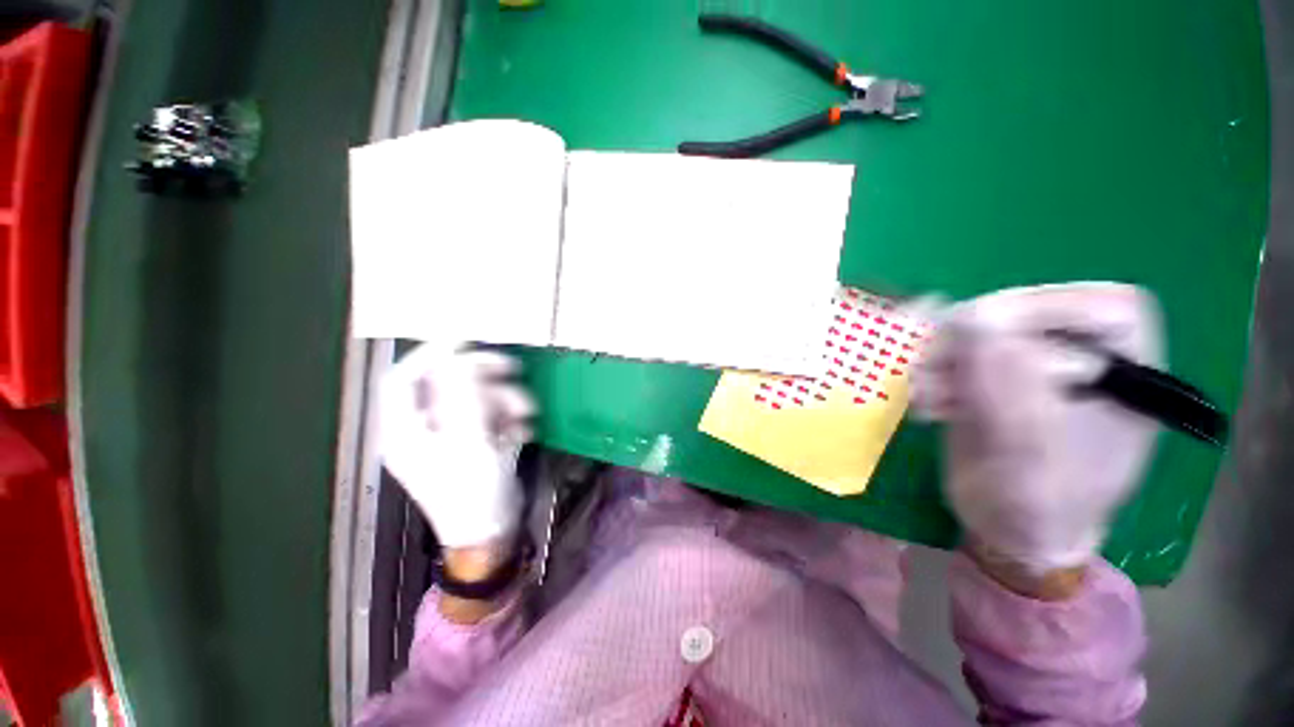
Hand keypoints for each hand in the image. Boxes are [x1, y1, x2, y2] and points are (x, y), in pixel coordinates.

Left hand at [379, 344, 535, 549]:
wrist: (492, 534)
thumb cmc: (474, 493)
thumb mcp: (470, 442)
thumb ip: (463, 397)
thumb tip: (458, 359)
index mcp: (405, 430)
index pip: (404, 378)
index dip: (431, 354)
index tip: (466, 340)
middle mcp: (421, 429)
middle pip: (445, 384)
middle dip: (482, 375)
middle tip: (513, 367)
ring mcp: (448, 436)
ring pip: (473, 398)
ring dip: (504, 399)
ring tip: (527, 413)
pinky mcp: (471, 442)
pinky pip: (487, 415)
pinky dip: (507, 416)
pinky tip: (522, 430)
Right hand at [917, 284, 1162, 582]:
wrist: (1010, 529)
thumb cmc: (1042, 510)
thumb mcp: (1031, 459)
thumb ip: (1010, 390)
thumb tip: (975, 318)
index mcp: (1127, 372)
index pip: (1099, 306)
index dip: (1040, 312)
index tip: (979, 343)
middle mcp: (1083, 356)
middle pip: (1026, 311)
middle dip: (972, 341)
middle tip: (936, 373)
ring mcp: (1032, 362)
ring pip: (981, 328)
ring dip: (942, 358)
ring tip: (929, 399)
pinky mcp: (992, 373)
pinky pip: (955, 350)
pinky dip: (933, 370)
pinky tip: (930, 403)